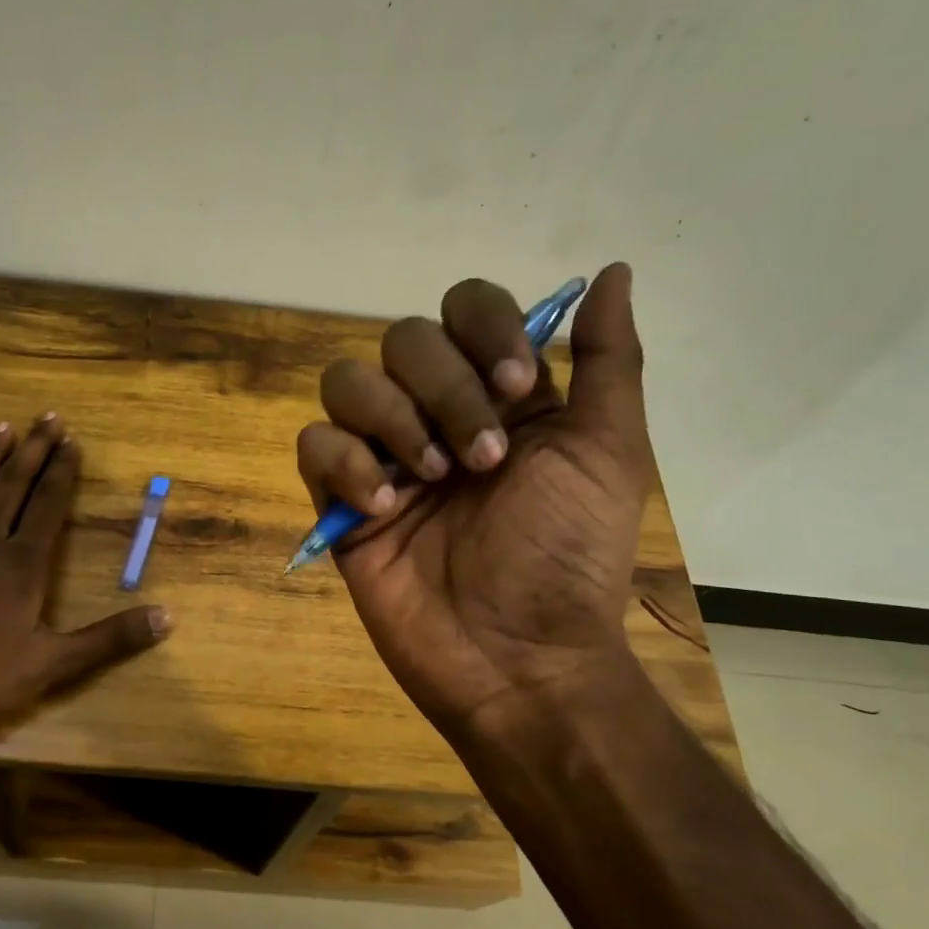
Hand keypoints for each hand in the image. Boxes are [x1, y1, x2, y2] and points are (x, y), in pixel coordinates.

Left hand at [0, 415, 170, 785]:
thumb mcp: (54, 664)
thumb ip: (110, 638)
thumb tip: (167, 617)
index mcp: (21, 564)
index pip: (48, 504)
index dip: (62, 471)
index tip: (72, 441)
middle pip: (11, 486)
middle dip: (32, 450)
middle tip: (46, 418)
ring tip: (0, 428)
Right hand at [296, 263, 650, 740]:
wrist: (519, 658)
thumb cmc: (571, 557)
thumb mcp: (608, 452)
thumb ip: (607, 360)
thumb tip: (615, 269)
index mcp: (499, 393)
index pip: (466, 307)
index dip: (485, 330)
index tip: (518, 387)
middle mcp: (436, 411)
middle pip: (404, 338)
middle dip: (444, 389)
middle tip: (483, 459)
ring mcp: (384, 455)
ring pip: (347, 381)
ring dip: (393, 420)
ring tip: (431, 481)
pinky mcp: (340, 500)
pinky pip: (313, 445)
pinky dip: (344, 464)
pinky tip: (382, 507)